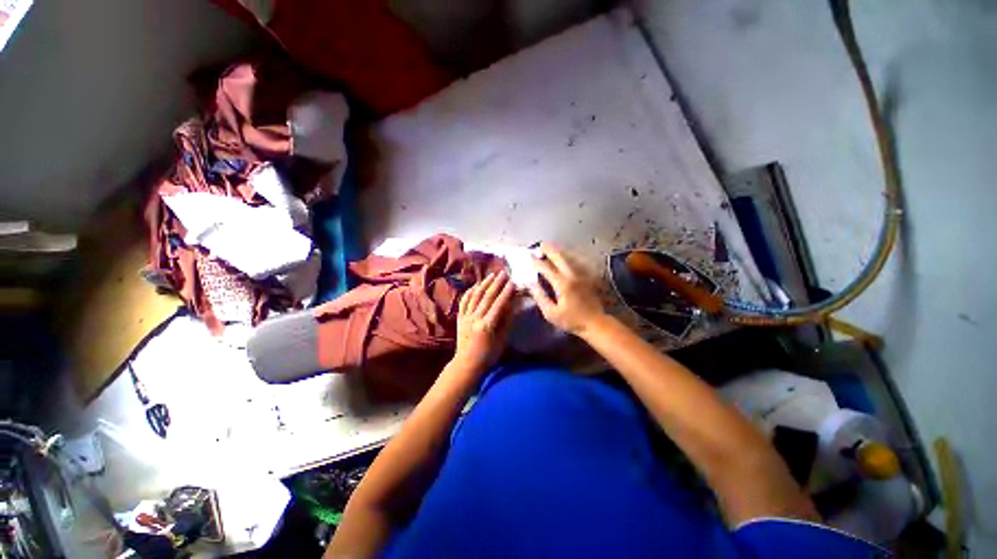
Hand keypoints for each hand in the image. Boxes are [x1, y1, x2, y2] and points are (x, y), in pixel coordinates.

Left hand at [454, 271, 515, 372]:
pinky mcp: (459, 318)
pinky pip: (464, 301)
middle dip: (496, 283)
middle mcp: (475, 319)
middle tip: (503, 273)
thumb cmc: (488, 355)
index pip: (498, 304)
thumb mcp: (502, 340)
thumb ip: (507, 321)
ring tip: (491, 275)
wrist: (466, 363)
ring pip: (474, 296)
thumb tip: (513, 304)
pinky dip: (470, 292)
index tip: (512, 282)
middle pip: (486, 297)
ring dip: (484, 284)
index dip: (506, 292)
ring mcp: (465, 317)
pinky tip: (476, 285)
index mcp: (487, 326)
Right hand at [529, 243, 606, 335]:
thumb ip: (540, 297)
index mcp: (562, 284)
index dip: (537, 262)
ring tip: (550, 248)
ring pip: (569, 257)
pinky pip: (576, 262)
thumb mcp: (551, 313)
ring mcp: (582, 275)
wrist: (595, 323)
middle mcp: (572, 276)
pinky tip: (564, 258)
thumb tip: (531, 284)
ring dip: (559, 252)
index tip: (530, 257)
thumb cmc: (571, 320)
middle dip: (549, 250)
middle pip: (560, 257)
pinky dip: (568, 257)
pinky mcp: (587, 277)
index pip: (547, 268)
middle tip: (541, 245)